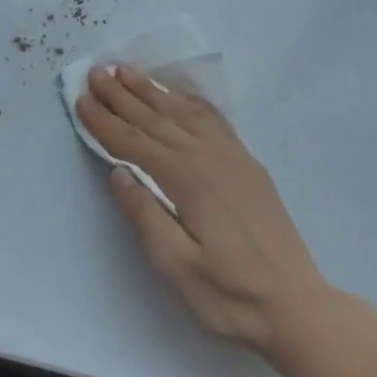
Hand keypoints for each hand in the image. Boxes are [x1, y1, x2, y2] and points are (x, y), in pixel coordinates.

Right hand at [77, 65, 328, 355]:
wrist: (296, 305)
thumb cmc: (229, 295)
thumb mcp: (176, 266)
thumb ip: (145, 215)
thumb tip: (118, 173)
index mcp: (187, 180)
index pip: (134, 143)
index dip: (105, 122)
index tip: (80, 100)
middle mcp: (209, 157)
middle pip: (156, 119)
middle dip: (122, 95)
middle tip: (96, 72)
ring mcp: (233, 157)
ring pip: (184, 112)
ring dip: (153, 91)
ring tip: (127, 71)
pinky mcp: (248, 164)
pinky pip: (213, 119)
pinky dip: (191, 101)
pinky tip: (179, 95)